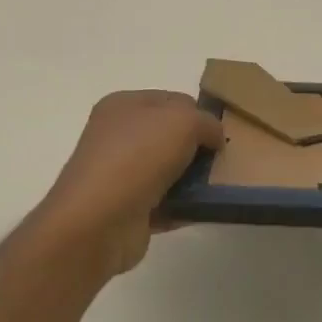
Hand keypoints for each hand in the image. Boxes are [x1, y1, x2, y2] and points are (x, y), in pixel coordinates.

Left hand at [38, 91, 221, 280]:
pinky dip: (184, 207)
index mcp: (123, 105)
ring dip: (193, 179)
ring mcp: (120, 174)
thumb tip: (214, 138)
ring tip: (219, 187)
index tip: (220, 134)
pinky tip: (206, 210)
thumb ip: (206, 122)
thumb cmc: (138, 156)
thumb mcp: (183, 122)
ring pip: (168, 170)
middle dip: (197, 147)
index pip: (172, 100)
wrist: (98, 221)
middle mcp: (118, 136)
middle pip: (170, 136)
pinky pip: (165, 203)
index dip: (198, 113)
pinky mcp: (127, 209)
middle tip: (222, 161)